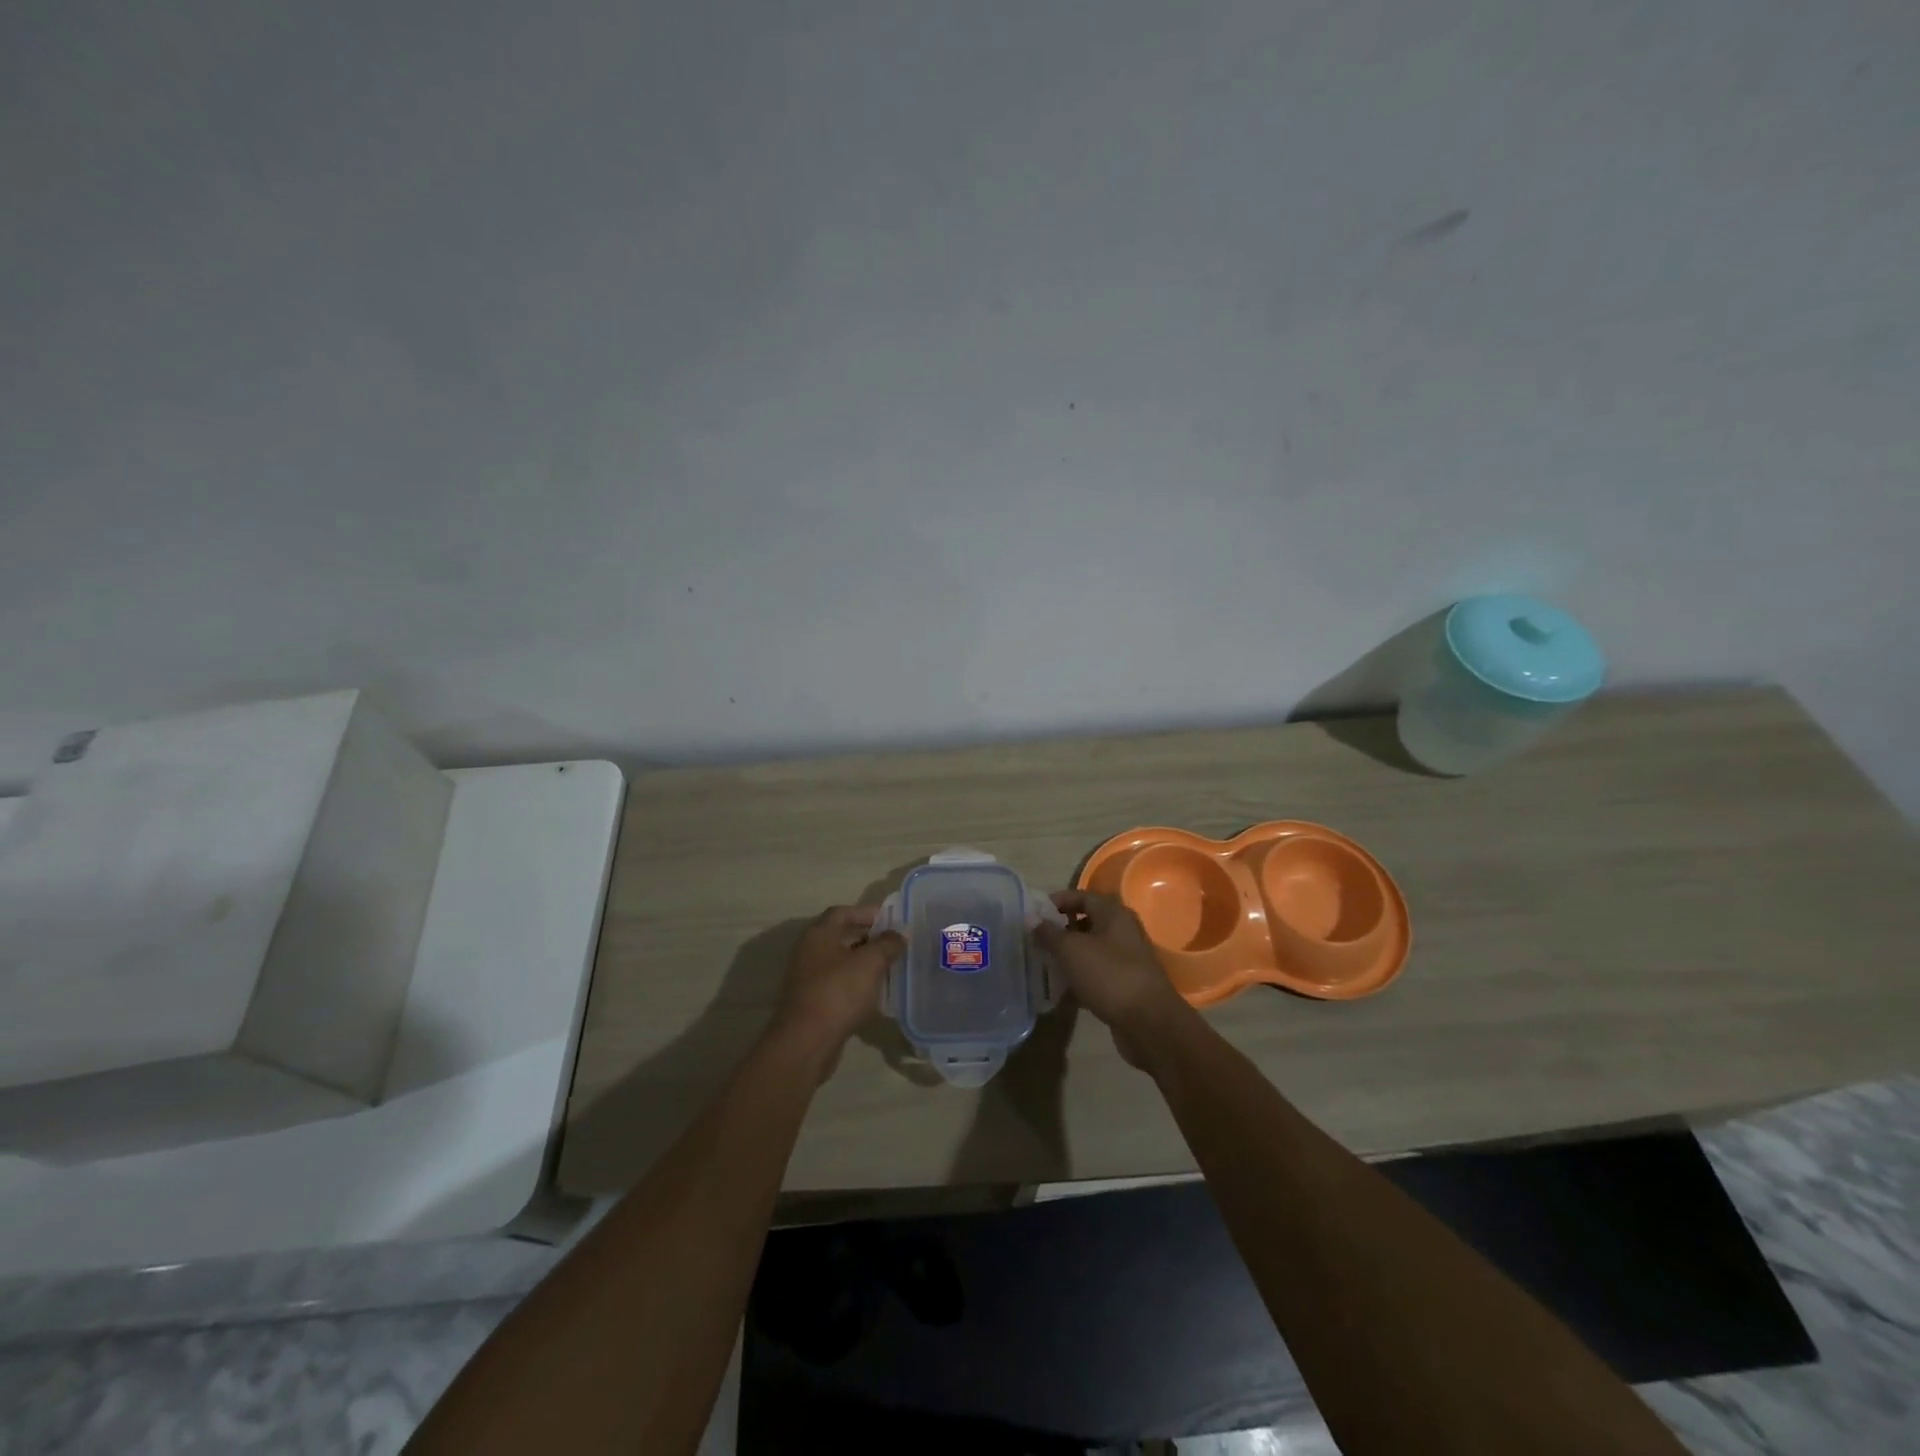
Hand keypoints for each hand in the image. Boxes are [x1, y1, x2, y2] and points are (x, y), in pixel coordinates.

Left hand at [770, 905, 904, 1064]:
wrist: (806, 1042)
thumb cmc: (838, 992)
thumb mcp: (870, 963)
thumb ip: (887, 944)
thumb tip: (899, 933)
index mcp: (818, 934)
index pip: (843, 912)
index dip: (867, 912)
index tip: (892, 920)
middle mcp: (808, 951)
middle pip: (840, 936)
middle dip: (868, 938)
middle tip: (894, 943)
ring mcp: (807, 978)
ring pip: (839, 962)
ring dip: (863, 962)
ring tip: (889, 967)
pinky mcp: (811, 1002)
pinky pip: (837, 984)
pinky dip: (855, 983)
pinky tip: (874, 992)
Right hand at [1035, 890, 1190, 1065]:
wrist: (1148, 1022)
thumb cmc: (1109, 975)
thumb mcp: (1071, 950)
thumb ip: (1049, 933)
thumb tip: (1031, 918)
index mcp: (1114, 914)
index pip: (1083, 896)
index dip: (1059, 901)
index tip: (1035, 913)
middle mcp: (1123, 932)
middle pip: (1087, 923)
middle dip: (1061, 930)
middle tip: (1036, 939)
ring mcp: (1126, 959)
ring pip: (1091, 950)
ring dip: (1069, 955)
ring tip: (1044, 963)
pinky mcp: (1125, 984)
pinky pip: (1097, 973)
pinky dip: (1079, 977)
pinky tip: (1061, 989)